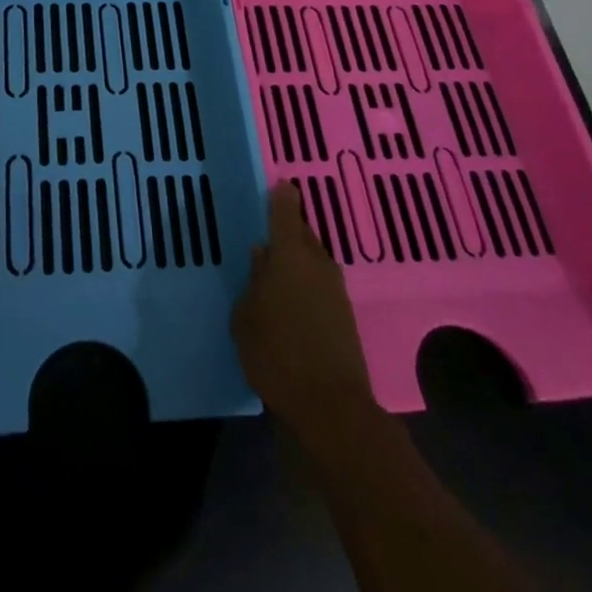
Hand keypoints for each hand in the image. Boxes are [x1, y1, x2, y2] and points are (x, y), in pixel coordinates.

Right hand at [232, 181, 375, 437]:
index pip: (286, 211)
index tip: (279, 185)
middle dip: (288, 231)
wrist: (330, 406)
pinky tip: (293, 302)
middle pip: (303, 234)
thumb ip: (253, 280)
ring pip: (314, 260)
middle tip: (268, 237)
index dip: (282, 196)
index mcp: (289, 253)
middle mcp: (317, 262)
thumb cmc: (276, 352)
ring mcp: (336, 289)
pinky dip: (308, 285)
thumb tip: (262, 256)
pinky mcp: (345, 315)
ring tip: (277, 273)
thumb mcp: (245, 315)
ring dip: (298, 261)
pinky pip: (321, 285)